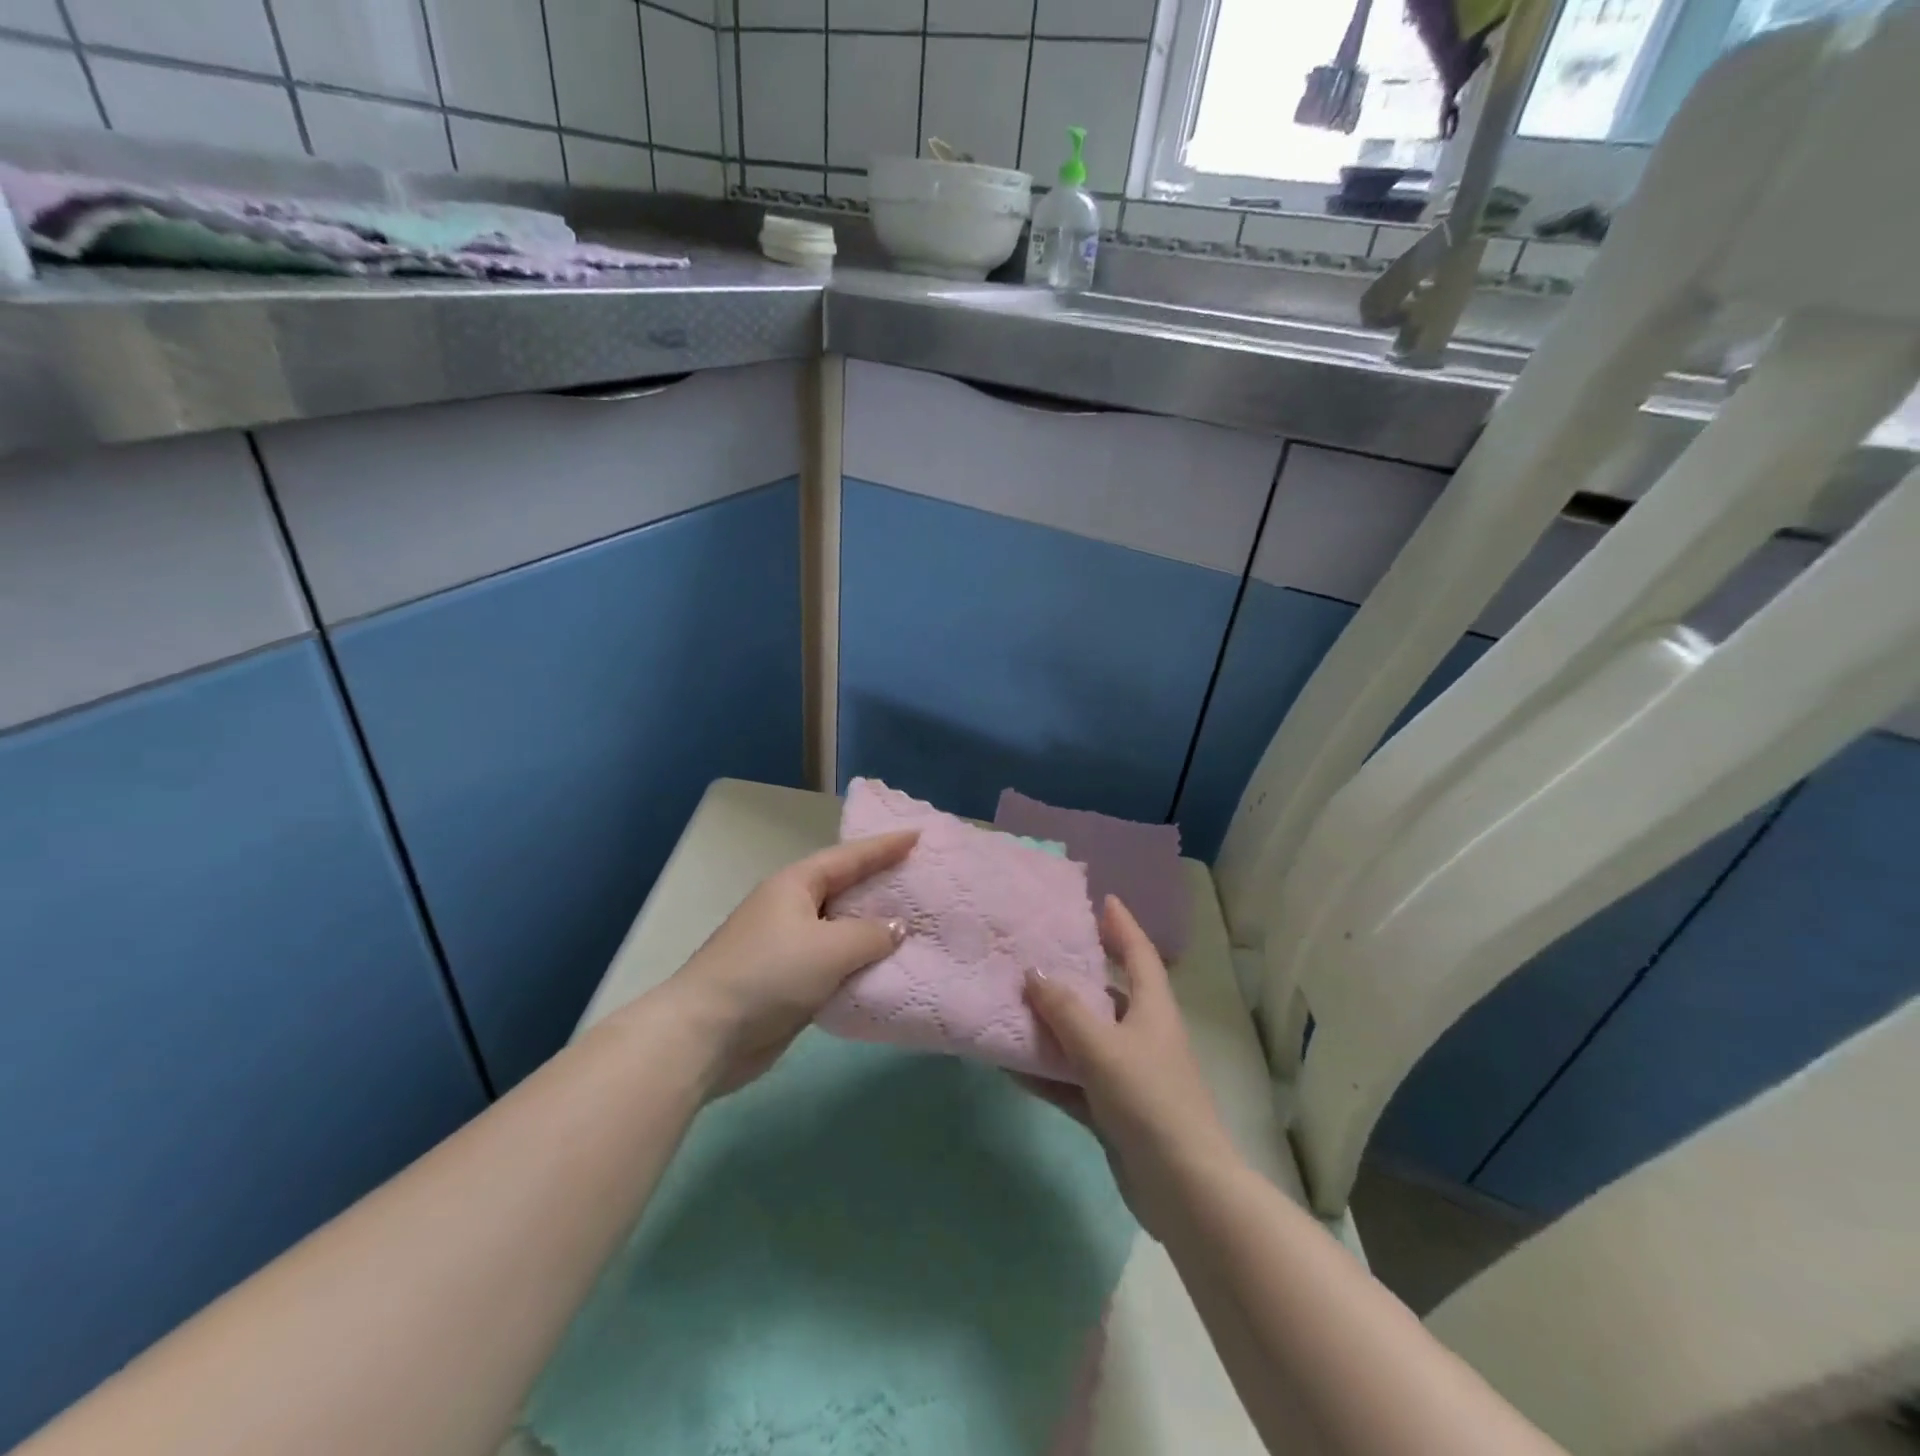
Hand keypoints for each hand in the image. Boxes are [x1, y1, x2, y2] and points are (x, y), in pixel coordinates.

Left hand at [656, 831, 916, 1095]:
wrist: (706, 1034)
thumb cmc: (769, 974)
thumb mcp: (829, 948)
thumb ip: (871, 934)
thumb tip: (898, 927)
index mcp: (796, 884)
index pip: (849, 857)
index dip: (884, 846)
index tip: (917, 835)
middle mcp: (792, 908)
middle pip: (845, 889)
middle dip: (881, 884)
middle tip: (922, 878)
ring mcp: (789, 946)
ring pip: (841, 930)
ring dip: (873, 929)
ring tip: (916, 923)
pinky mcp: (790, 982)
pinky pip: (835, 964)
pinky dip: (860, 963)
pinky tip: (888, 968)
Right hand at [1020, 896, 1239, 1235]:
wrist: (1182, 1187)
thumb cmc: (1148, 1099)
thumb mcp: (1101, 1047)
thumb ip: (1065, 1009)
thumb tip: (1035, 972)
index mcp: (1153, 1009)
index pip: (1139, 953)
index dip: (1122, 925)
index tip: (1102, 900)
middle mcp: (1144, 1035)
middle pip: (1109, 993)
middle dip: (1078, 973)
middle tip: (1040, 951)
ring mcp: (1130, 1074)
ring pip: (1086, 1039)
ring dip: (1055, 1026)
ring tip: (1015, 1003)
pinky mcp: (1115, 1110)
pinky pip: (1074, 1080)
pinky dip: (1048, 1073)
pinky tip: (1013, 1066)